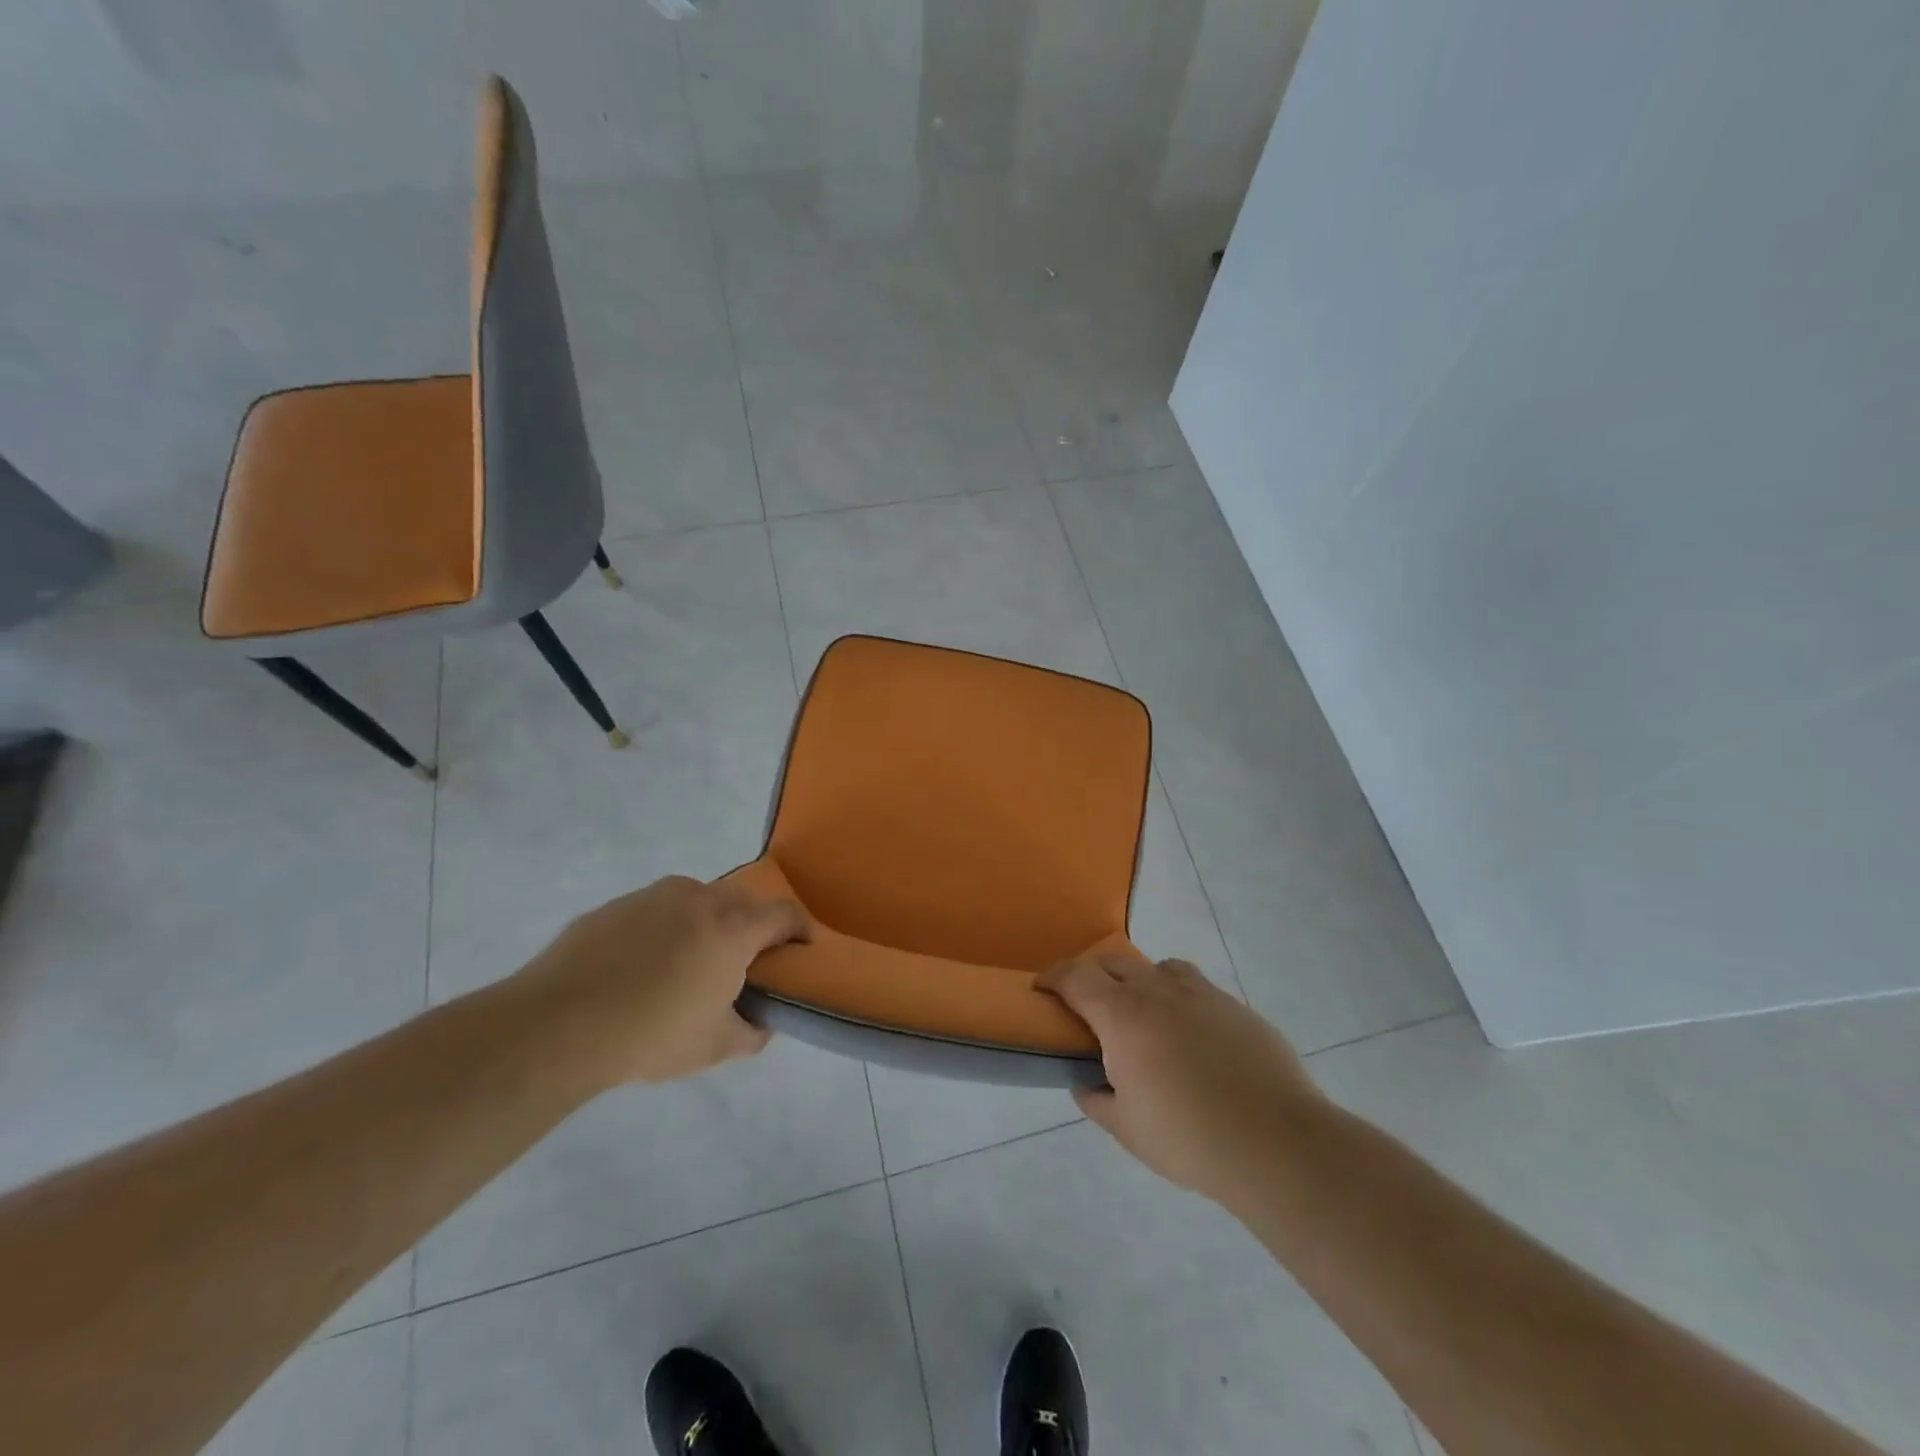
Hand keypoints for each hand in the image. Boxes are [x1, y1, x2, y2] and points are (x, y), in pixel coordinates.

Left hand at [514, 876, 807, 1087]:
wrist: (556, 1025)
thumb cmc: (651, 1034)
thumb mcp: (714, 1046)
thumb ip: (751, 1032)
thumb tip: (761, 1024)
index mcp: (733, 927)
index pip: (785, 914)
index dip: (801, 931)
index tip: (803, 950)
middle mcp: (700, 898)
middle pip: (743, 903)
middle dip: (752, 928)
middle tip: (744, 964)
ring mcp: (654, 896)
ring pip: (698, 901)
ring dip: (706, 925)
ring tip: (689, 965)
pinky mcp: (615, 905)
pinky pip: (656, 911)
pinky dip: (664, 929)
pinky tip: (642, 967)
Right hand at [1038, 952, 1321, 1204]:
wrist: (1276, 1143)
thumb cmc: (1189, 1137)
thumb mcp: (1127, 1128)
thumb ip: (1096, 1099)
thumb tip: (1084, 1083)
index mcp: (1122, 1015)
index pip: (1075, 976)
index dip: (1053, 977)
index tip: (1041, 988)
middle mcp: (1158, 991)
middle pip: (1113, 961)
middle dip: (1092, 975)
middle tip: (1088, 1006)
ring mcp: (1201, 993)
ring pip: (1158, 968)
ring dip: (1140, 981)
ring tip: (1144, 1016)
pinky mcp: (1236, 1007)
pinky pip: (1196, 988)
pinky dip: (1180, 999)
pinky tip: (1192, 1037)